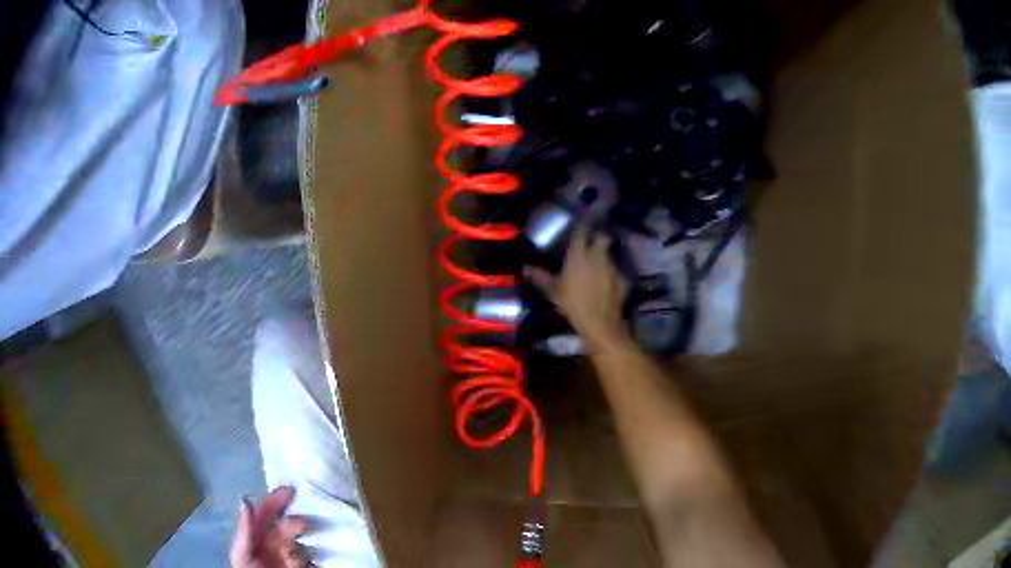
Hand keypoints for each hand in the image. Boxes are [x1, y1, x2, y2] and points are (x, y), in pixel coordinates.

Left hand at [230, 486, 310, 567]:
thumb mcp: (242, 552)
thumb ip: (245, 529)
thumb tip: (246, 500)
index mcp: (257, 535)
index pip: (266, 513)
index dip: (276, 499)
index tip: (291, 489)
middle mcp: (274, 543)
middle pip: (286, 527)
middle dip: (295, 523)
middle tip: (304, 523)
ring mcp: (290, 557)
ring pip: (302, 542)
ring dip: (308, 541)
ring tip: (310, 543)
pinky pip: (313, 560)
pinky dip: (317, 558)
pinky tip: (317, 557)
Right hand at [525, 227, 628, 351]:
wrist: (599, 321)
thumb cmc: (572, 303)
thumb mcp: (552, 291)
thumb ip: (540, 277)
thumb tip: (525, 268)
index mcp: (579, 254)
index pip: (581, 232)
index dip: (581, 229)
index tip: (579, 229)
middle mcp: (597, 255)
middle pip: (602, 238)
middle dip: (598, 238)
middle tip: (592, 243)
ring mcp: (611, 266)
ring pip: (609, 253)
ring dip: (604, 255)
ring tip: (597, 263)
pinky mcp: (621, 278)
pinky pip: (615, 269)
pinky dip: (610, 271)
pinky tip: (605, 280)